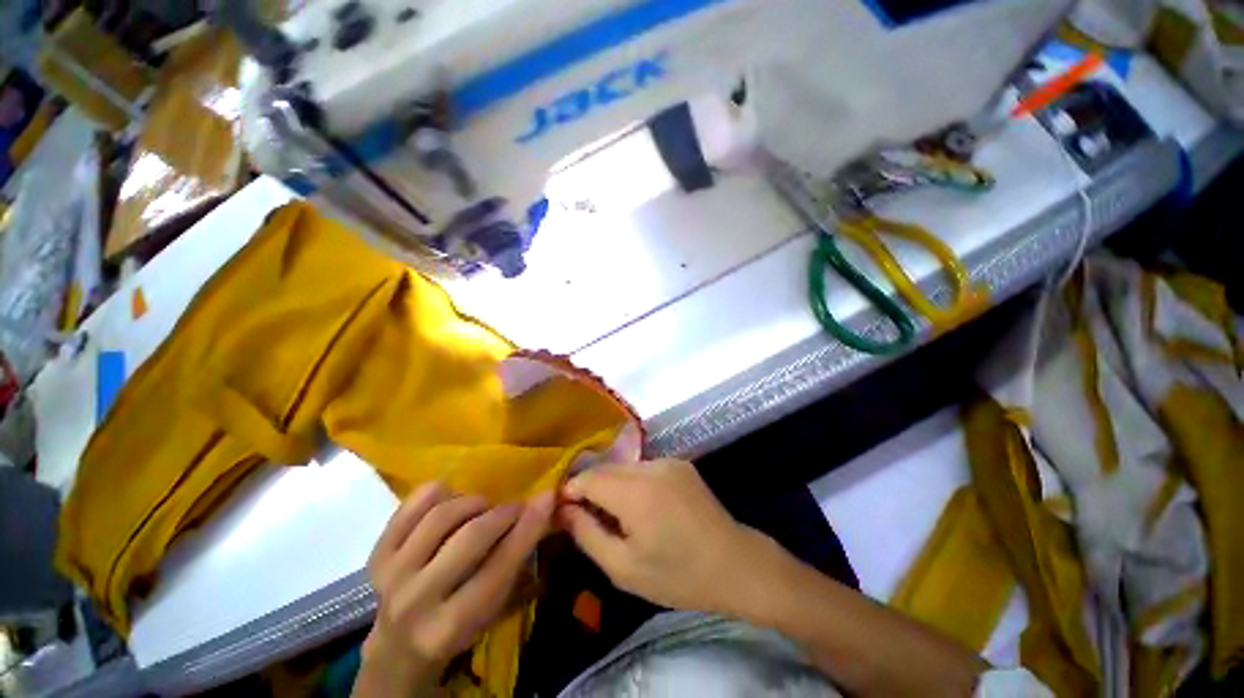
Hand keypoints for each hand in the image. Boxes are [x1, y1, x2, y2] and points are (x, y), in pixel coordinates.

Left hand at [359, 483, 553, 694]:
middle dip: (503, 513)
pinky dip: (437, 493)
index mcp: (450, 626)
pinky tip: (451, 498)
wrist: (399, 643)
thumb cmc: (459, 625)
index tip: (547, 497)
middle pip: (471, 537)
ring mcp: (391, 575)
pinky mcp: (376, 554)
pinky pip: (410, 506)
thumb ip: (516, 560)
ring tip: (483, 508)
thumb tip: (544, 506)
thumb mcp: (493, 607)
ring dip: (473, 502)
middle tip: (515, 508)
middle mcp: (416, 601)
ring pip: (442, 516)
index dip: (528, 527)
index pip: (499, 566)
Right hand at [558, 459, 775, 613]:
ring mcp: (668, 462)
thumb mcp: (624, 568)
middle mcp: (651, 467)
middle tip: (585, 516)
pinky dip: (633, 482)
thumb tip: (563, 510)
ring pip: (624, 467)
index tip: (562, 510)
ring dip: (612, 485)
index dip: (570, 491)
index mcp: (635, 493)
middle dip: (590, 488)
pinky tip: (642, 506)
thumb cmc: (678, 576)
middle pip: (606, 469)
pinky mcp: (680, 464)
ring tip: (615, 514)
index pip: (588, 478)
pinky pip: (644, 468)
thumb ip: (587, 535)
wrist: (735, 564)